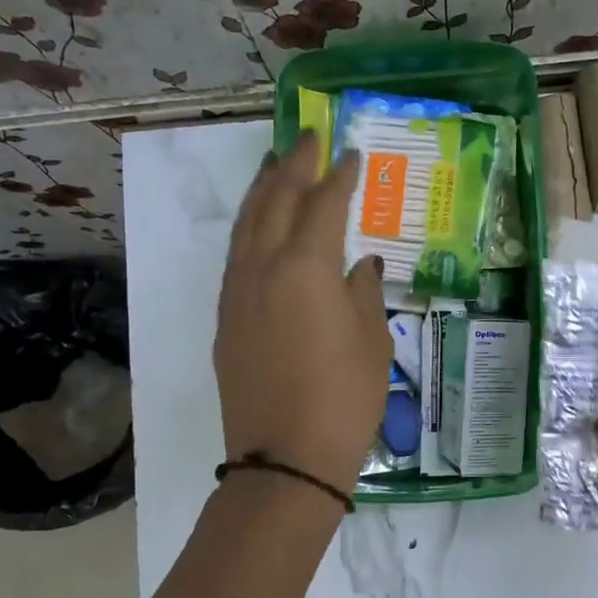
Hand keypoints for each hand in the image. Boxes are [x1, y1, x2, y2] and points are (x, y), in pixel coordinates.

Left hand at [216, 134, 390, 496]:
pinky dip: (249, 229)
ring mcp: (237, 293)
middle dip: (293, 165)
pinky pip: (236, 256)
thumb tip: (360, 266)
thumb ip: (364, 293)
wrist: (286, 459)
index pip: (323, 205)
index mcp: (307, 268)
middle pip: (275, 200)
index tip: (351, 155)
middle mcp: (264, 268)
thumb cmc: (345, 399)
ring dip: (263, 190)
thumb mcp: (372, 342)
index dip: (339, 177)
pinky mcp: (226, 319)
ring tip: (275, 165)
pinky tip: (260, 227)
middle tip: (308, 138)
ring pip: (246, 225)